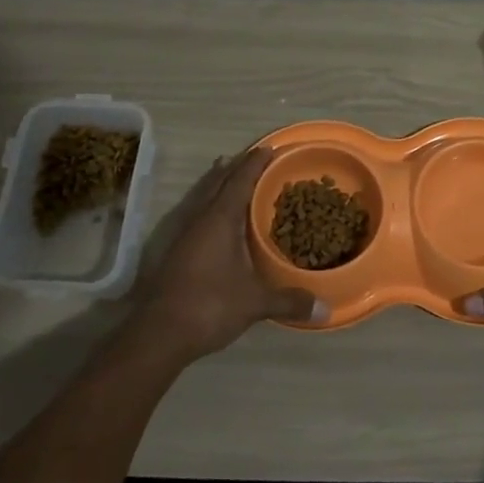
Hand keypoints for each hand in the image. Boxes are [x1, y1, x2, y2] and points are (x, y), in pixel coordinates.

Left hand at [127, 148, 324, 363]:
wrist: (158, 334)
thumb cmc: (209, 305)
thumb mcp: (254, 303)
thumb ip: (289, 301)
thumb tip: (325, 309)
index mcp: (220, 220)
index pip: (239, 181)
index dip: (254, 164)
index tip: (268, 148)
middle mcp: (199, 220)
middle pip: (217, 183)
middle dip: (235, 167)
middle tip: (252, 156)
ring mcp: (183, 236)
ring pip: (202, 197)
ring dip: (217, 183)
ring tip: (228, 173)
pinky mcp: (175, 253)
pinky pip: (196, 215)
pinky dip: (209, 205)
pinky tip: (214, 219)